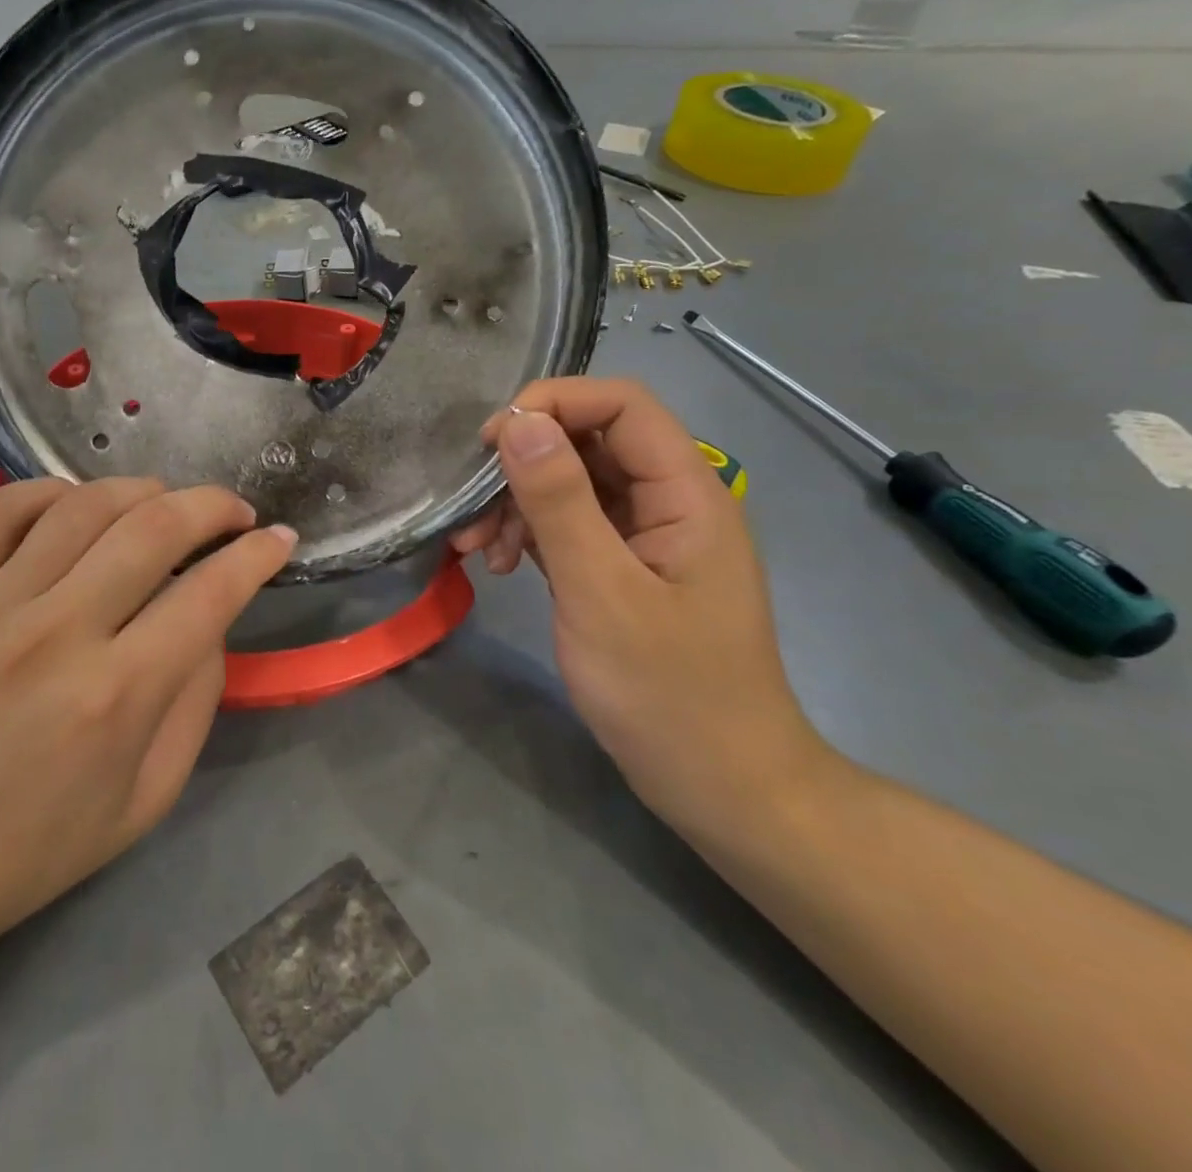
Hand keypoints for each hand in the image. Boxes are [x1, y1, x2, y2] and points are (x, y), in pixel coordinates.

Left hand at [0, 478, 294, 962]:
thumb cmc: (38, 847)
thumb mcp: (149, 797)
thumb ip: (194, 699)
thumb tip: (213, 617)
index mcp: (116, 697)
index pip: (210, 594)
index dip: (258, 557)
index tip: (281, 539)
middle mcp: (57, 634)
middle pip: (153, 528)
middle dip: (212, 505)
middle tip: (235, 512)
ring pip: (82, 505)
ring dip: (142, 489)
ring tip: (165, 503)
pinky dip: (48, 490)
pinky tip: (76, 506)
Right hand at [453, 379, 837, 844]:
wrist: (721, 788)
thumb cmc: (668, 693)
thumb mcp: (601, 592)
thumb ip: (559, 502)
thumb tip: (516, 422)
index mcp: (686, 493)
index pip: (621, 405)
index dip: (553, 404)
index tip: (490, 443)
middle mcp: (668, 502)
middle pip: (589, 443)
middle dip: (522, 465)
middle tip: (470, 508)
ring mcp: (644, 537)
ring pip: (571, 485)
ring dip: (516, 505)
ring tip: (475, 550)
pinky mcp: (621, 569)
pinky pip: (568, 527)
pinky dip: (528, 536)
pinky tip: (499, 564)